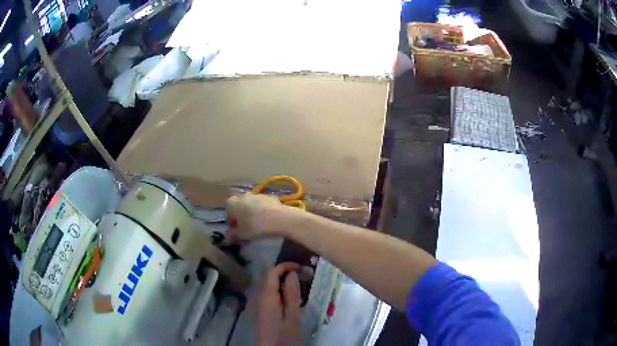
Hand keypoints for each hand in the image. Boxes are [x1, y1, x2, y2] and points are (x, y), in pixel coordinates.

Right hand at [226, 194, 289, 240]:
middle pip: (240, 206)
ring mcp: (257, 194)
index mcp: (232, 203)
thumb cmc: (254, 226)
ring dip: (253, 212)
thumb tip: (227, 238)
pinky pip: (263, 204)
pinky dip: (264, 210)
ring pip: (252, 204)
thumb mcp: (241, 234)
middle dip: (242, 216)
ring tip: (259, 224)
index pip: (228, 212)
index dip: (232, 222)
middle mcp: (243, 196)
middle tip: (247, 227)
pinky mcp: (269, 196)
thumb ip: (233, 235)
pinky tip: (268, 220)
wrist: (278, 219)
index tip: (236, 230)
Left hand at [257, 262, 301, 345]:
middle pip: (269, 276)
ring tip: (300, 283)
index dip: (285, 265)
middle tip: (303, 274)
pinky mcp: (262, 309)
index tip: (301, 266)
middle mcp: (260, 296)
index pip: (272, 272)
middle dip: (285, 271)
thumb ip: (292, 294)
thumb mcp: (292, 315)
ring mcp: (260, 303)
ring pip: (269, 284)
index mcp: (267, 296)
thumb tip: (292, 273)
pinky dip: (280, 289)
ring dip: (283, 280)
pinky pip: (270, 293)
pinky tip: (291, 296)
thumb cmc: (284, 334)